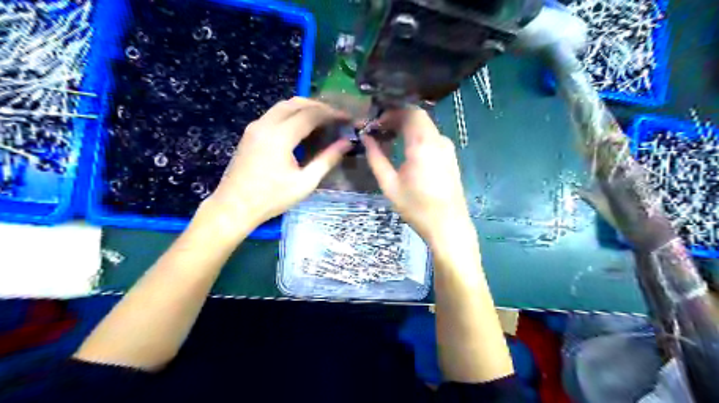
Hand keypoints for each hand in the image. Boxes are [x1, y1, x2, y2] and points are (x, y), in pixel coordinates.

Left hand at [204, 98, 353, 234]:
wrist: (234, 207)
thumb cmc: (271, 198)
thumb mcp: (305, 183)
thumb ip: (327, 160)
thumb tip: (346, 143)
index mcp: (280, 136)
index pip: (311, 114)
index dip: (332, 114)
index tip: (347, 118)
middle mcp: (266, 124)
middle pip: (296, 103)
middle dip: (319, 106)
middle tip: (336, 117)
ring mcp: (255, 127)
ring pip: (283, 105)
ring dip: (304, 108)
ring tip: (322, 120)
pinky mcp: (250, 133)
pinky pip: (274, 114)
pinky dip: (291, 114)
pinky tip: (301, 128)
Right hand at [366, 107, 472, 244]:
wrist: (448, 226)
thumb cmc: (416, 207)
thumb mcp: (389, 184)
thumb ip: (376, 158)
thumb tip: (365, 138)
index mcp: (423, 144)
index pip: (409, 112)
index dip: (391, 113)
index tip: (375, 124)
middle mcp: (438, 140)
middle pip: (418, 117)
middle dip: (397, 118)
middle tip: (379, 130)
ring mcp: (447, 148)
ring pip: (425, 126)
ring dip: (406, 127)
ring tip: (388, 139)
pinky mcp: (450, 156)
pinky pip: (431, 137)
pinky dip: (416, 136)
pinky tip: (404, 150)